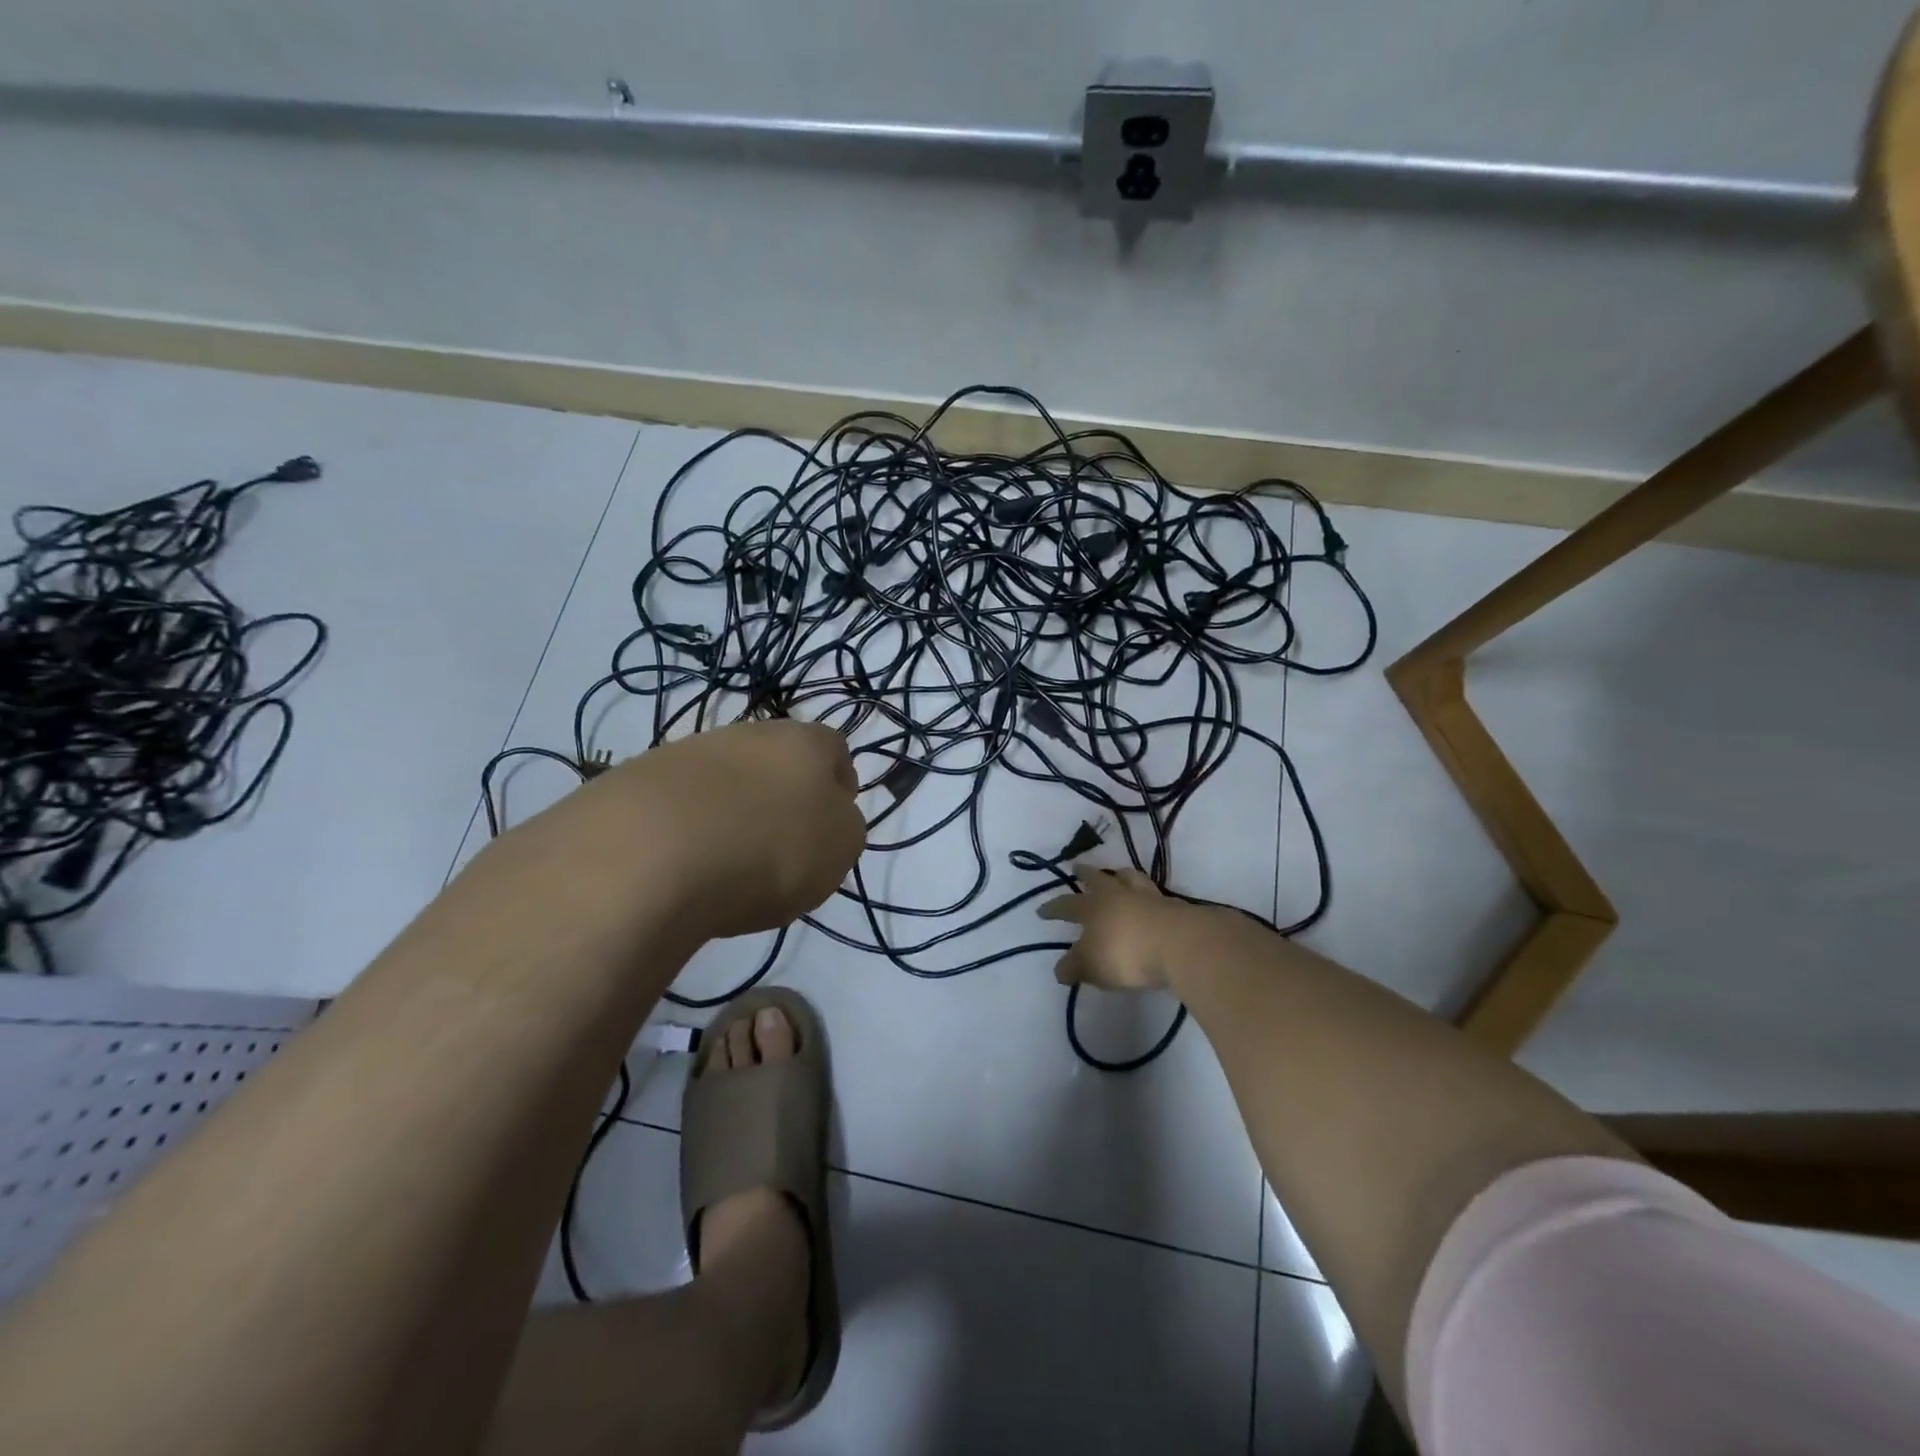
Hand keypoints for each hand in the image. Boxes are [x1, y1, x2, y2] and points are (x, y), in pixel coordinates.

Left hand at [499, 719, 865, 941]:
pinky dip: (685, 832)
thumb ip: (844, 825)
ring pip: (724, 780)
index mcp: (804, 741)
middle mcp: (747, 733)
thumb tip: (826, 815)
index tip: (828, 829)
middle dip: (780, 799)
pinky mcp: (635, 780)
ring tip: (723, 867)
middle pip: (775, 761)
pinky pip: (678, 805)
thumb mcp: (840, 848)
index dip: (837, 788)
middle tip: (777, 848)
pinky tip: (679, 868)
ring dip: (731, 813)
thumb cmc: (767, 848)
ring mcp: (687, 752)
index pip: (834, 750)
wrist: (648, 857)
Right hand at [1037, 865, 1213, 990]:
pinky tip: (1147, 900)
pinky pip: (1152, 893)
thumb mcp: (1092, 966)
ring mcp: (1146, 896)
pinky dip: (1144, 894)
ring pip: (1128, 877)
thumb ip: (1074, 967)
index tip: (1041, 911)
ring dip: (1119, 875)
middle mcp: (1117, 894)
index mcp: (1092, 907)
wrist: (1179, 944)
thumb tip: (1061, 970)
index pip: (1066, 905)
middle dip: (1085, 873)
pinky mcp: (1171, 905)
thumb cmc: (1126, 953)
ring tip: (1116, 874)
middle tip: (1077, 867)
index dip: (1052, 909)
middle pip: (1098, 878)